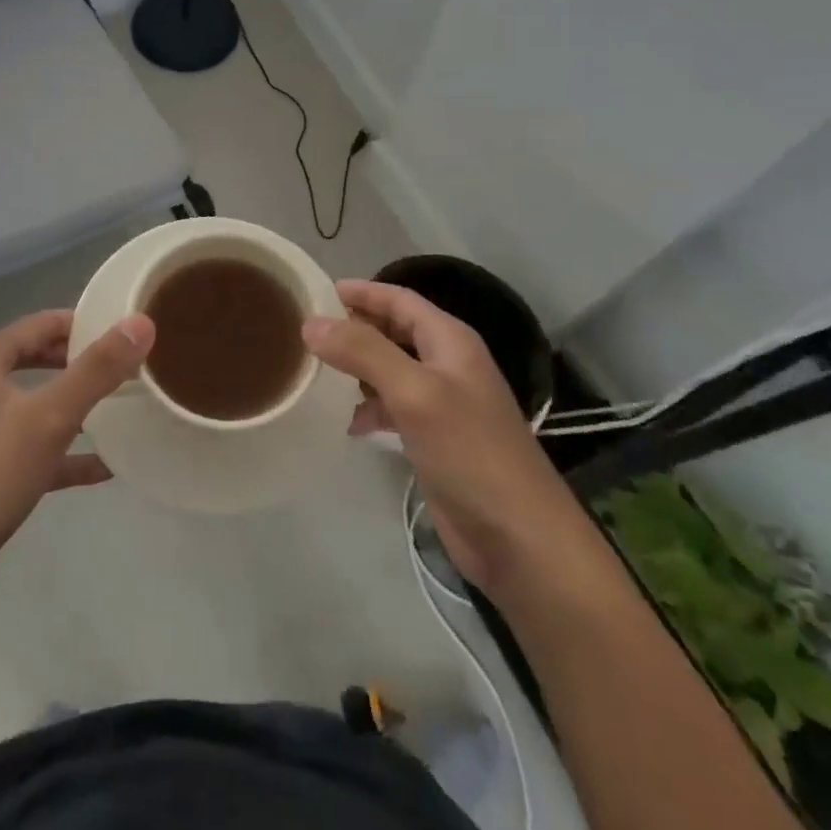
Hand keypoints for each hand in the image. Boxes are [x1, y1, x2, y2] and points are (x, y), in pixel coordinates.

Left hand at [0, 309, 152, 620]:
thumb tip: (142, 322)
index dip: (85, 323)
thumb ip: (97, 369)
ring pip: (32, 407)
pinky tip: (102, 469)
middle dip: (81, 365)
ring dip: (73, 410)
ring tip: (122, 412)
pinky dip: (60, 454)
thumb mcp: (49, 418)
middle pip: (36, 361)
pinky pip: (25, 451)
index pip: (42, 323)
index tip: (128, 331)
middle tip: (129, 369)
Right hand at [305, 280, 582, 598]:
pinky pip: (394, 408)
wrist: (519, 538)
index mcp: (450, 341)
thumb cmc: (470, 451)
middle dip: (356, 326)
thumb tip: (311, 322)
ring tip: (317, 370)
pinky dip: (369, 408)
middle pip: (395, 331)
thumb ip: (363, 352)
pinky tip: (346, 421)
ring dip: (358, 367)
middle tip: (311, 329)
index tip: (320, 291)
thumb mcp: (414, 392)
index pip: (401, 300)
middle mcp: (448, 364)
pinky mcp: (435, 440)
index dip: (364, 292)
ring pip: (391, 370)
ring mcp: (443, 404)